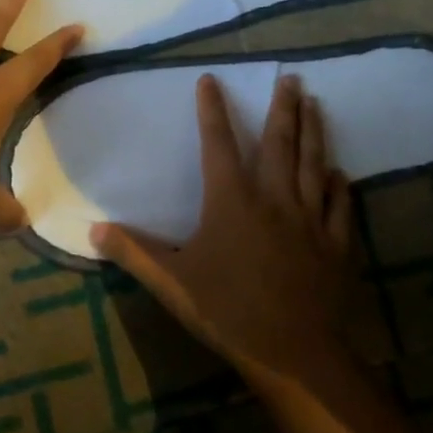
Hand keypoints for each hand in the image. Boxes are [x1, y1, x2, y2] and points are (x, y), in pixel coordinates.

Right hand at [92, 72, 365, 391]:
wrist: (294, 353)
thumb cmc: (227, 311)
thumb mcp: (171, 282)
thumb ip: (133, 252)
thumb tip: (92, 230)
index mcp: (231, 200)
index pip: (218, 142)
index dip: (212, 109)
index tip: (211, 79)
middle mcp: (274, 198)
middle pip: (280, 143)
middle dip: (283, 107)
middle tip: (291, 78)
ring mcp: (310, 220)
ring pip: (314, 164)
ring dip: (315, 131)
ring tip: (316, 103)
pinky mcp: (336, 244)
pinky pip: (340, 205)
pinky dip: (339, 185)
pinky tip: (340, 173)